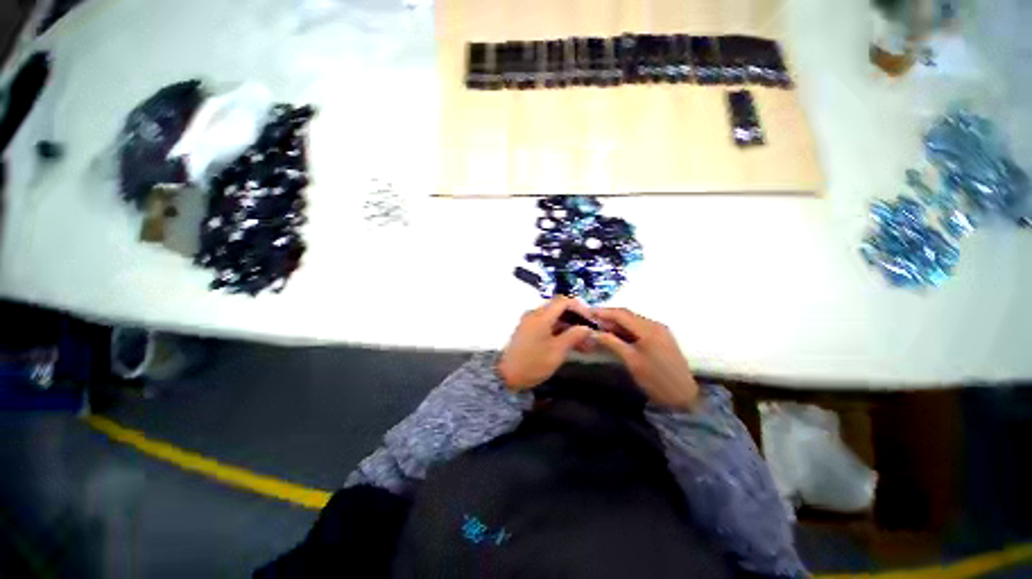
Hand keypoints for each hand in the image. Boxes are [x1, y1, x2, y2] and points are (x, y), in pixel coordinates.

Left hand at [498, 296, 594, 390]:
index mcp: (541, 316)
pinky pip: (546, 325)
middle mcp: (534, 314)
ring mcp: (529, 322)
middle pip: (559, 309)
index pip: (564, 301)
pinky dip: (558, 332)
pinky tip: (568, 344)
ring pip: (553, 319)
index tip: (591, 320)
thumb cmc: (533, 363)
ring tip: (583, 344)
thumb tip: (586, 327)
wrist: (505, 376)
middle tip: (589, 334)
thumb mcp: (557, 351)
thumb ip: (573, 336)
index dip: (580, 308)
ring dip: (568, 328)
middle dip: (575, 320)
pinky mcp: (526, 331)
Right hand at [592, 308, 699, 410]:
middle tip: (591, 320)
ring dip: (616, 322)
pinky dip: (625, 328)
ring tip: (600, 327)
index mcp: (648, 329)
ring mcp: (659, 330)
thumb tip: (593, 332)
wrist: (684, 397)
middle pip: (627, 314)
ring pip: (632, 320)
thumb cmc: (656, 380)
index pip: (621, 314)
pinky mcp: (661, 336)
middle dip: (608, 316)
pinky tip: (615, 333)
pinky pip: (639, 326)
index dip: (603, 312)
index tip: (587, 313)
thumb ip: (612, 343)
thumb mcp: (631, 361)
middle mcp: (654, 324)